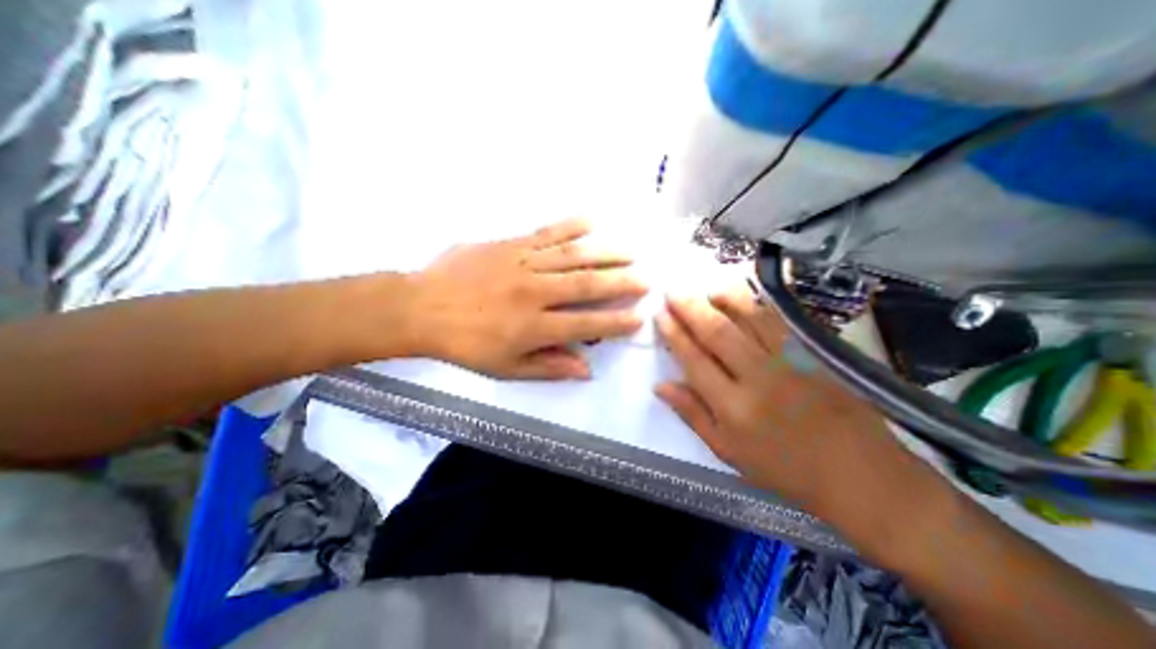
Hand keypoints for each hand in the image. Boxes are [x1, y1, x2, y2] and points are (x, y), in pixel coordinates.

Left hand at [406, 218, 645, 380]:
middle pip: (587, 286)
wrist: (421, 307)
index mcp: (534, 327)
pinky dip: (571, 226)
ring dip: (606, 253)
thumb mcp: (505, 369)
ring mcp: (523, 264)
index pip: (586, 325)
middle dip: (621, 283)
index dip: (615, 323)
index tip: (638, 317)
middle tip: (647, 280)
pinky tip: (592, 221)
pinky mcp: (510, 244)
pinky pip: (546, 233)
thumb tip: (585, 370)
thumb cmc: (465, 344)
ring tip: (631, 251)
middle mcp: (535, 293)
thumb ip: (548, 368)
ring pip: (573, 256)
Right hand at [660, 288, 912, 519]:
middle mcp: (758, 378)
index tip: (660, 315)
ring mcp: (790, 363)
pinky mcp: (815, 355)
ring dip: (724, 300)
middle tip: (673, 292)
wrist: (860, 475)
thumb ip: (692, 414)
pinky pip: (780, 322)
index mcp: (732, 407)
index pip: (694, 359)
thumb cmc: (784, 468)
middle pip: (717, 333)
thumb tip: (660, 385)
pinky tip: (745, 295)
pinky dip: (759, 305)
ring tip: (706, 289)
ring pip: (750, 320)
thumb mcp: (727, 451)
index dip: (674, 334)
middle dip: (690, 309)